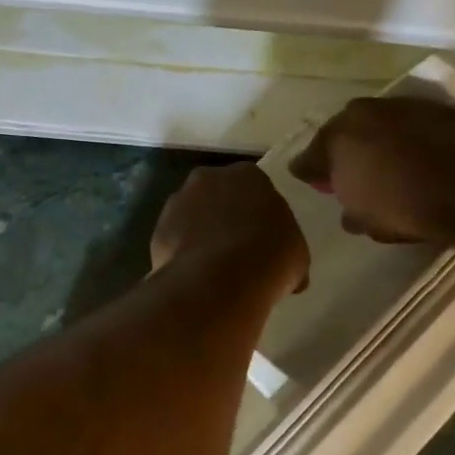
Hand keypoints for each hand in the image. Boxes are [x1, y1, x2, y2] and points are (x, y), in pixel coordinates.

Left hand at [151, 164, 309, 292]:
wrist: (221, 279)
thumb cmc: (270, 257)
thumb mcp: (296, 253)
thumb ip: (286, 246)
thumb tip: (286, 268)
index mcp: (247, 175)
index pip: (252, 186)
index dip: (256, 211)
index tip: (260, 234)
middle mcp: (207, 178)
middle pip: (216, 194)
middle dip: (223, 215)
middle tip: (236, 247)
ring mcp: (178, 202)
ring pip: (191, 215)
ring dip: (199, 233)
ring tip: (213, 266)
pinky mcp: (158, 229)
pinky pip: (174, 239)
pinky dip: (182, 253)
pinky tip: (195, 275)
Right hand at [290, 96, 454, 243]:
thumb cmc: (402, 205)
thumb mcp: (365, 220)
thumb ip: (349, 209)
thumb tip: (348, 209)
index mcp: (334, 138)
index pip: (310, 156)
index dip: (312, 172)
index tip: (316, 183)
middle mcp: (361, 112)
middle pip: (344, 133)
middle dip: (345, 151)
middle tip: (353, 173)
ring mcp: (400, 105)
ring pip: (379, 125)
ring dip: (379, 142)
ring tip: (390, 166)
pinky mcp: (436, 107)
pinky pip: (412, 126)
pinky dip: (410, 140)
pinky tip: (420, 159)